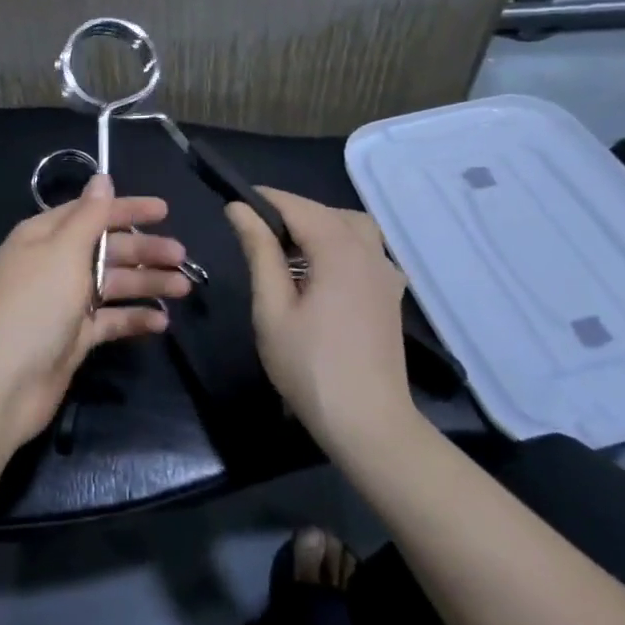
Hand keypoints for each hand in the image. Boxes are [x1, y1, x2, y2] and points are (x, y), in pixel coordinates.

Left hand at [0, 175, 195, 450]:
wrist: (1, 384)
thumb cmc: (33, 306)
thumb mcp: (62, 252)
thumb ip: (89, 216)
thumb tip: (102, 178)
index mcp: (43, 237)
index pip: (91, 213)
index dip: (126, 209)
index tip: (165, 210)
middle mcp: (53, 265)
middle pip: (105, 248)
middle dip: (143, 250)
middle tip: (182, 256)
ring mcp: (63, 303)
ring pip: (112, 284)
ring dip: (146, 283)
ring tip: (184, 288)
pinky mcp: (73, 337)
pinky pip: (110, 320)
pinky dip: (134, 318)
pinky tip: (161, 321)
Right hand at [226, 189, 415, 455]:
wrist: (368, 424)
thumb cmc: (310, 367)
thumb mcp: (272, 309)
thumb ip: (259, 252)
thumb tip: (240, 209)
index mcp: (340, 252)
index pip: (299, 206)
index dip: (265, 199)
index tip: (233, 203)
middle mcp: (370, 254)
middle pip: (329, 212)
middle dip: (291, 212)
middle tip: (255, 231)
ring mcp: (386, 275)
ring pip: (354, 228)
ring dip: (320, 226)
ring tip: (286, 249)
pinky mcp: (390, 296)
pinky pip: (367, 251)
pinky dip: (341, 246)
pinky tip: (320, 272)